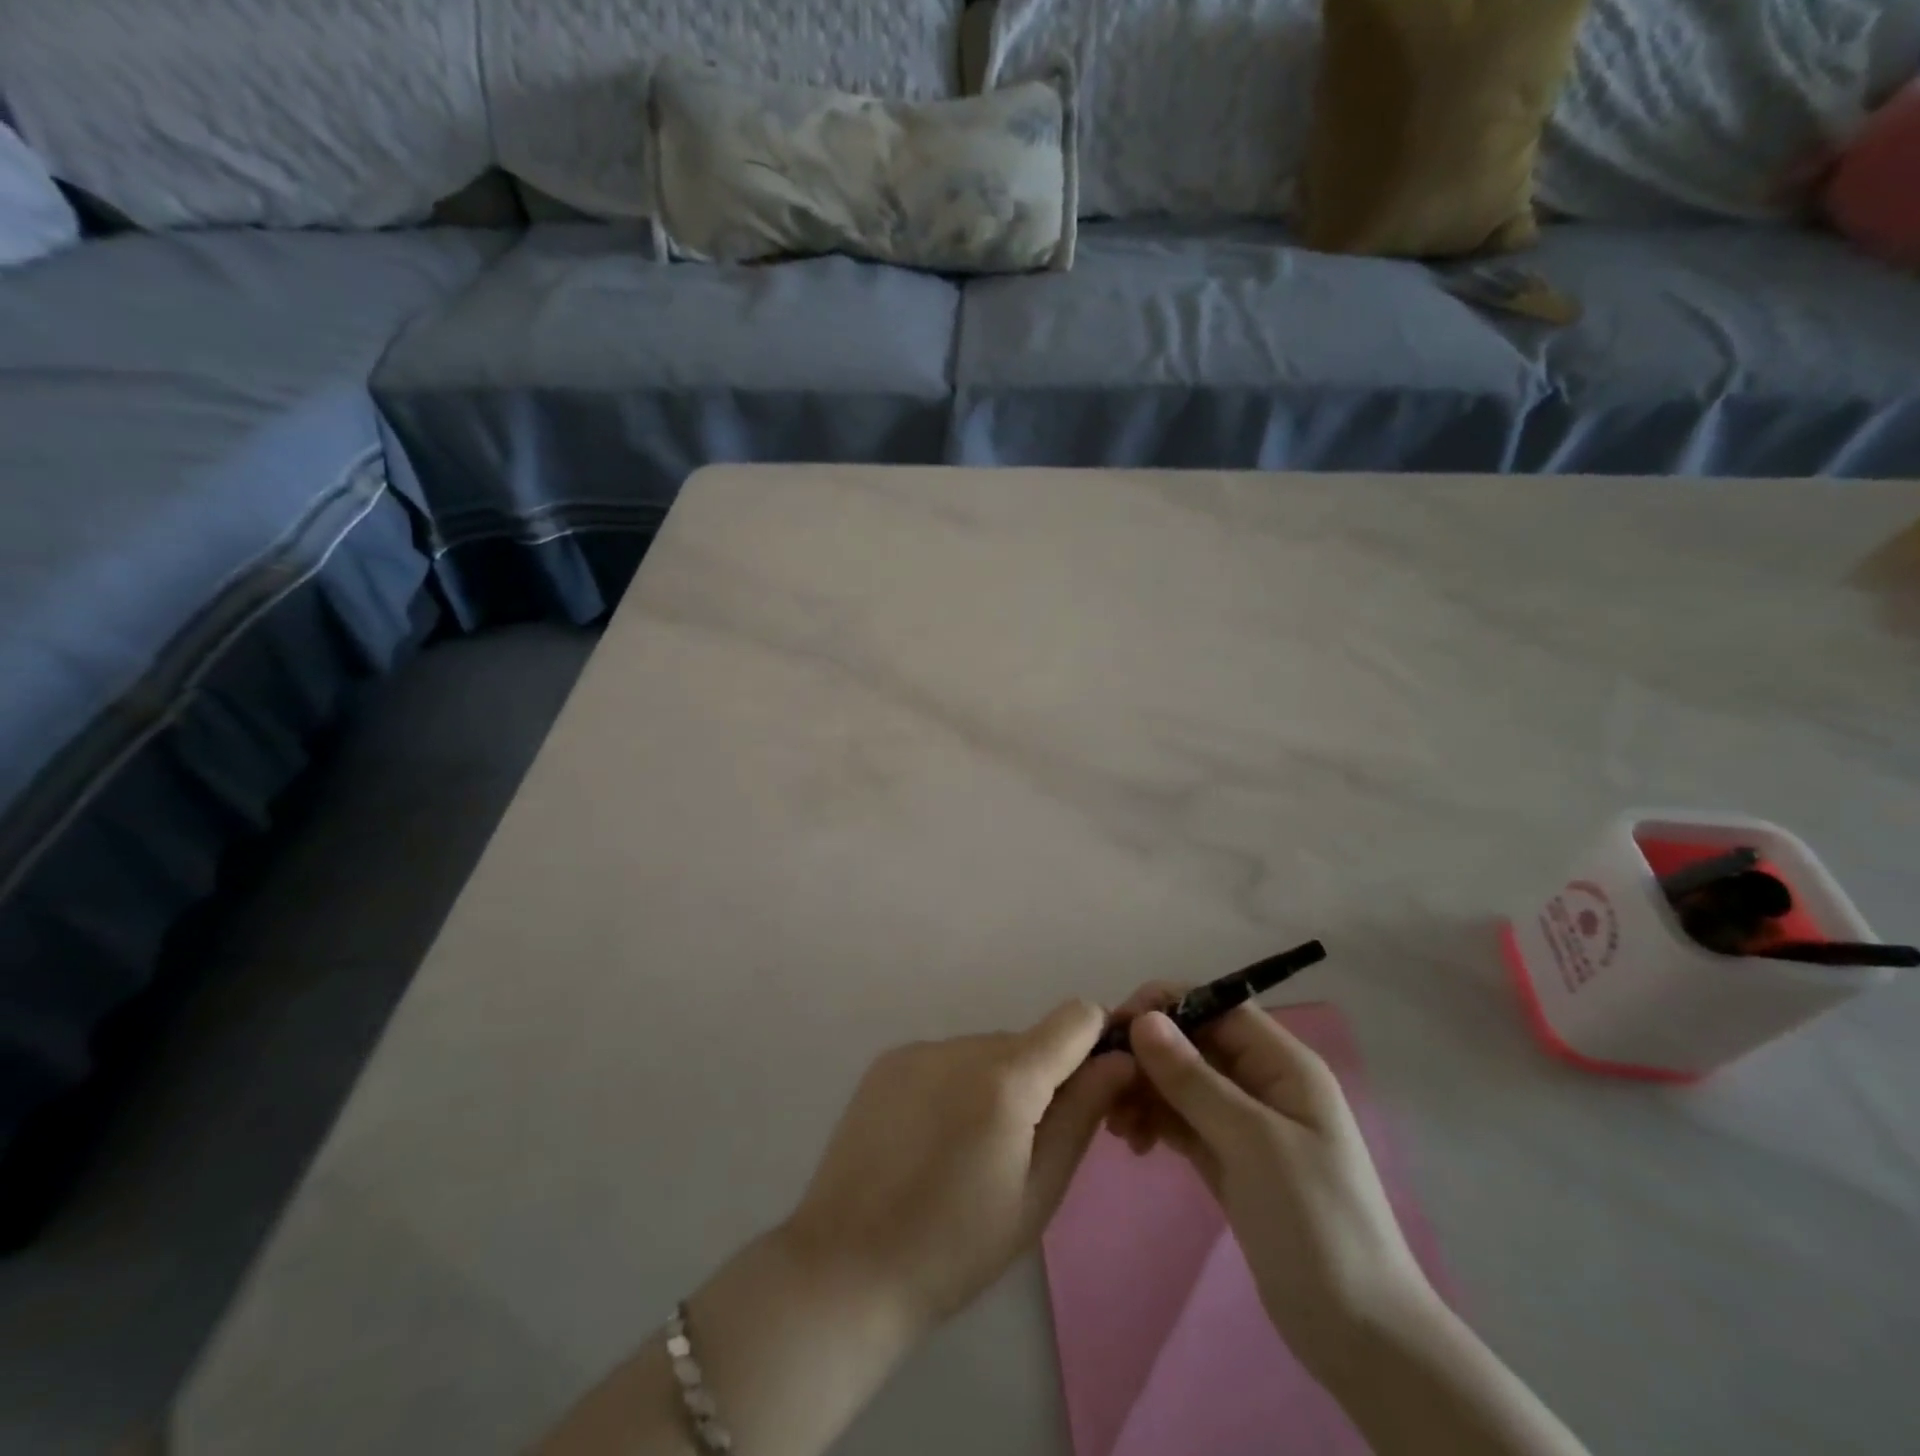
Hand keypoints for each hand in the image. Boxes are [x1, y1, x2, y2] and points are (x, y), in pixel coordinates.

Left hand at [782, 1001, 1133, 1331]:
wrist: (845, 1266)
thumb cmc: (956, 1247)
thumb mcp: (1038, 1193)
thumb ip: (1082, 1116)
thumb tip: (1119, 1061)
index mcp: (1007, 1078)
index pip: (1075, 1018)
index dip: (1095, 1043)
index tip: (1093, 1088)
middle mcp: (963, 1045)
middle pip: (1029, 1042)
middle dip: (1042, 1080)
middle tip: (1024, 1148)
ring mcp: (920, 1049)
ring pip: (986, 1051)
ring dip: (996, 1084)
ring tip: (970, 1152)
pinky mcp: (888, 1061)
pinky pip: (946, 1059)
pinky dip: (956, 1086)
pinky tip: (932, 1140)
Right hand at [1104, 986, 1436, 1381]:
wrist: (1361, 1338)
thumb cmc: (1316, 1223)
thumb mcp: (1253, 1143)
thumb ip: (1194, 1079)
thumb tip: (1144, 1019)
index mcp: (1283, 1065)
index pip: (1217, 1007)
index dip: (1166, 1007)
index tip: (1116, 1026)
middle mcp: (1263, 1083)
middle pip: (1194, 1044)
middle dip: (1147, 1056)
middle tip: (1106, 1086)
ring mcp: (1245, 1123)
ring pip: (1182, 1083)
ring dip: (1146, 1092)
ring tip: (1118, 1126)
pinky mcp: (1230, 1159)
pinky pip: (1182, 1121)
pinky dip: (1156, 1122)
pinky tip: (1135, 1143)